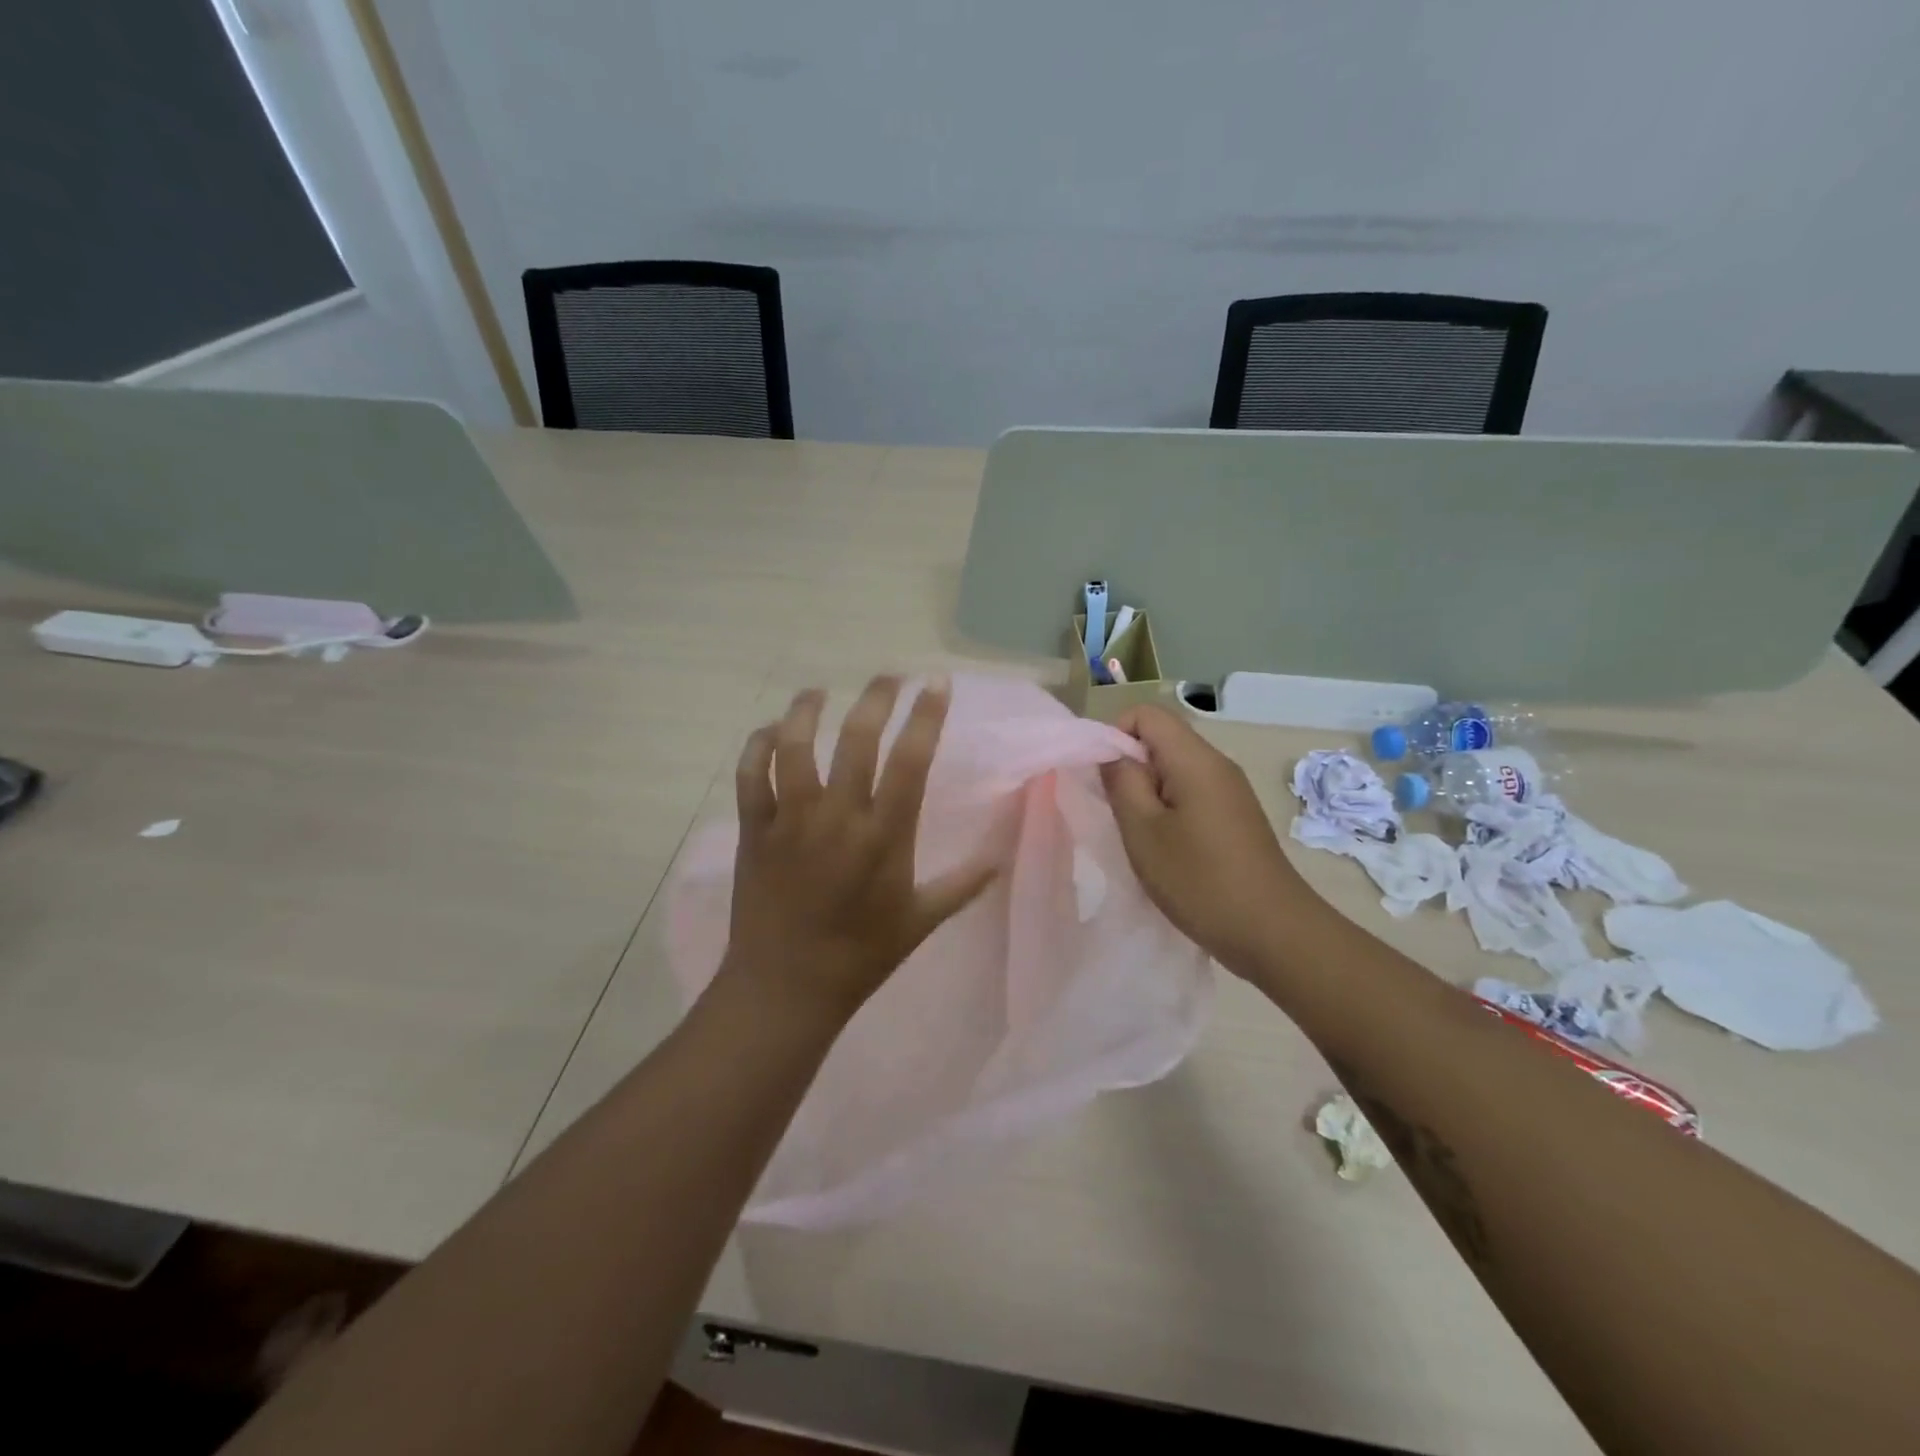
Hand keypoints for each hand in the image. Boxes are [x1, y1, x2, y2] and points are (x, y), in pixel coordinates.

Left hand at [722, 675, 997, 1023]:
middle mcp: (838, 818)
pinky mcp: (753, 830)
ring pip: (795, 745)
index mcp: (884, 837)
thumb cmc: (861, 956)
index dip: (926, 715)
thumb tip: (1002, 854)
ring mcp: (790, 821)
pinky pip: (751, 775)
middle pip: (856, 738)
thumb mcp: (922, 921)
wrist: (786, 988)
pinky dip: (759, 746)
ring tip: (819, 692)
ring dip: (807, 709)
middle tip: (889, 677)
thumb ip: (964, 883)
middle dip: (876, 697)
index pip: (911, 760)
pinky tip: (772, 732)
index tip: (935, 684)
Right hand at [1100, 704, 1321, 971]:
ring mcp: (1230, 792)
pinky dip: (1168, 811)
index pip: (1145, 714)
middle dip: (1129, 768)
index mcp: (1195, 759)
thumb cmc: (1200, 880)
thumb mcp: (1143, 831)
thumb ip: (1121, 782)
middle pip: (1161, 740)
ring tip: (1140, 836)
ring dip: (1147, 794)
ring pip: (1174, 770)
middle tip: (1117, 813)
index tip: (1102, 778)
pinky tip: (1166, 850)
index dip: (1114, 734)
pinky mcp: (1235, 817)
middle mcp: (1217, 765)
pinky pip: (1192, 794)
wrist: (1274, 933)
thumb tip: (1111, 753)